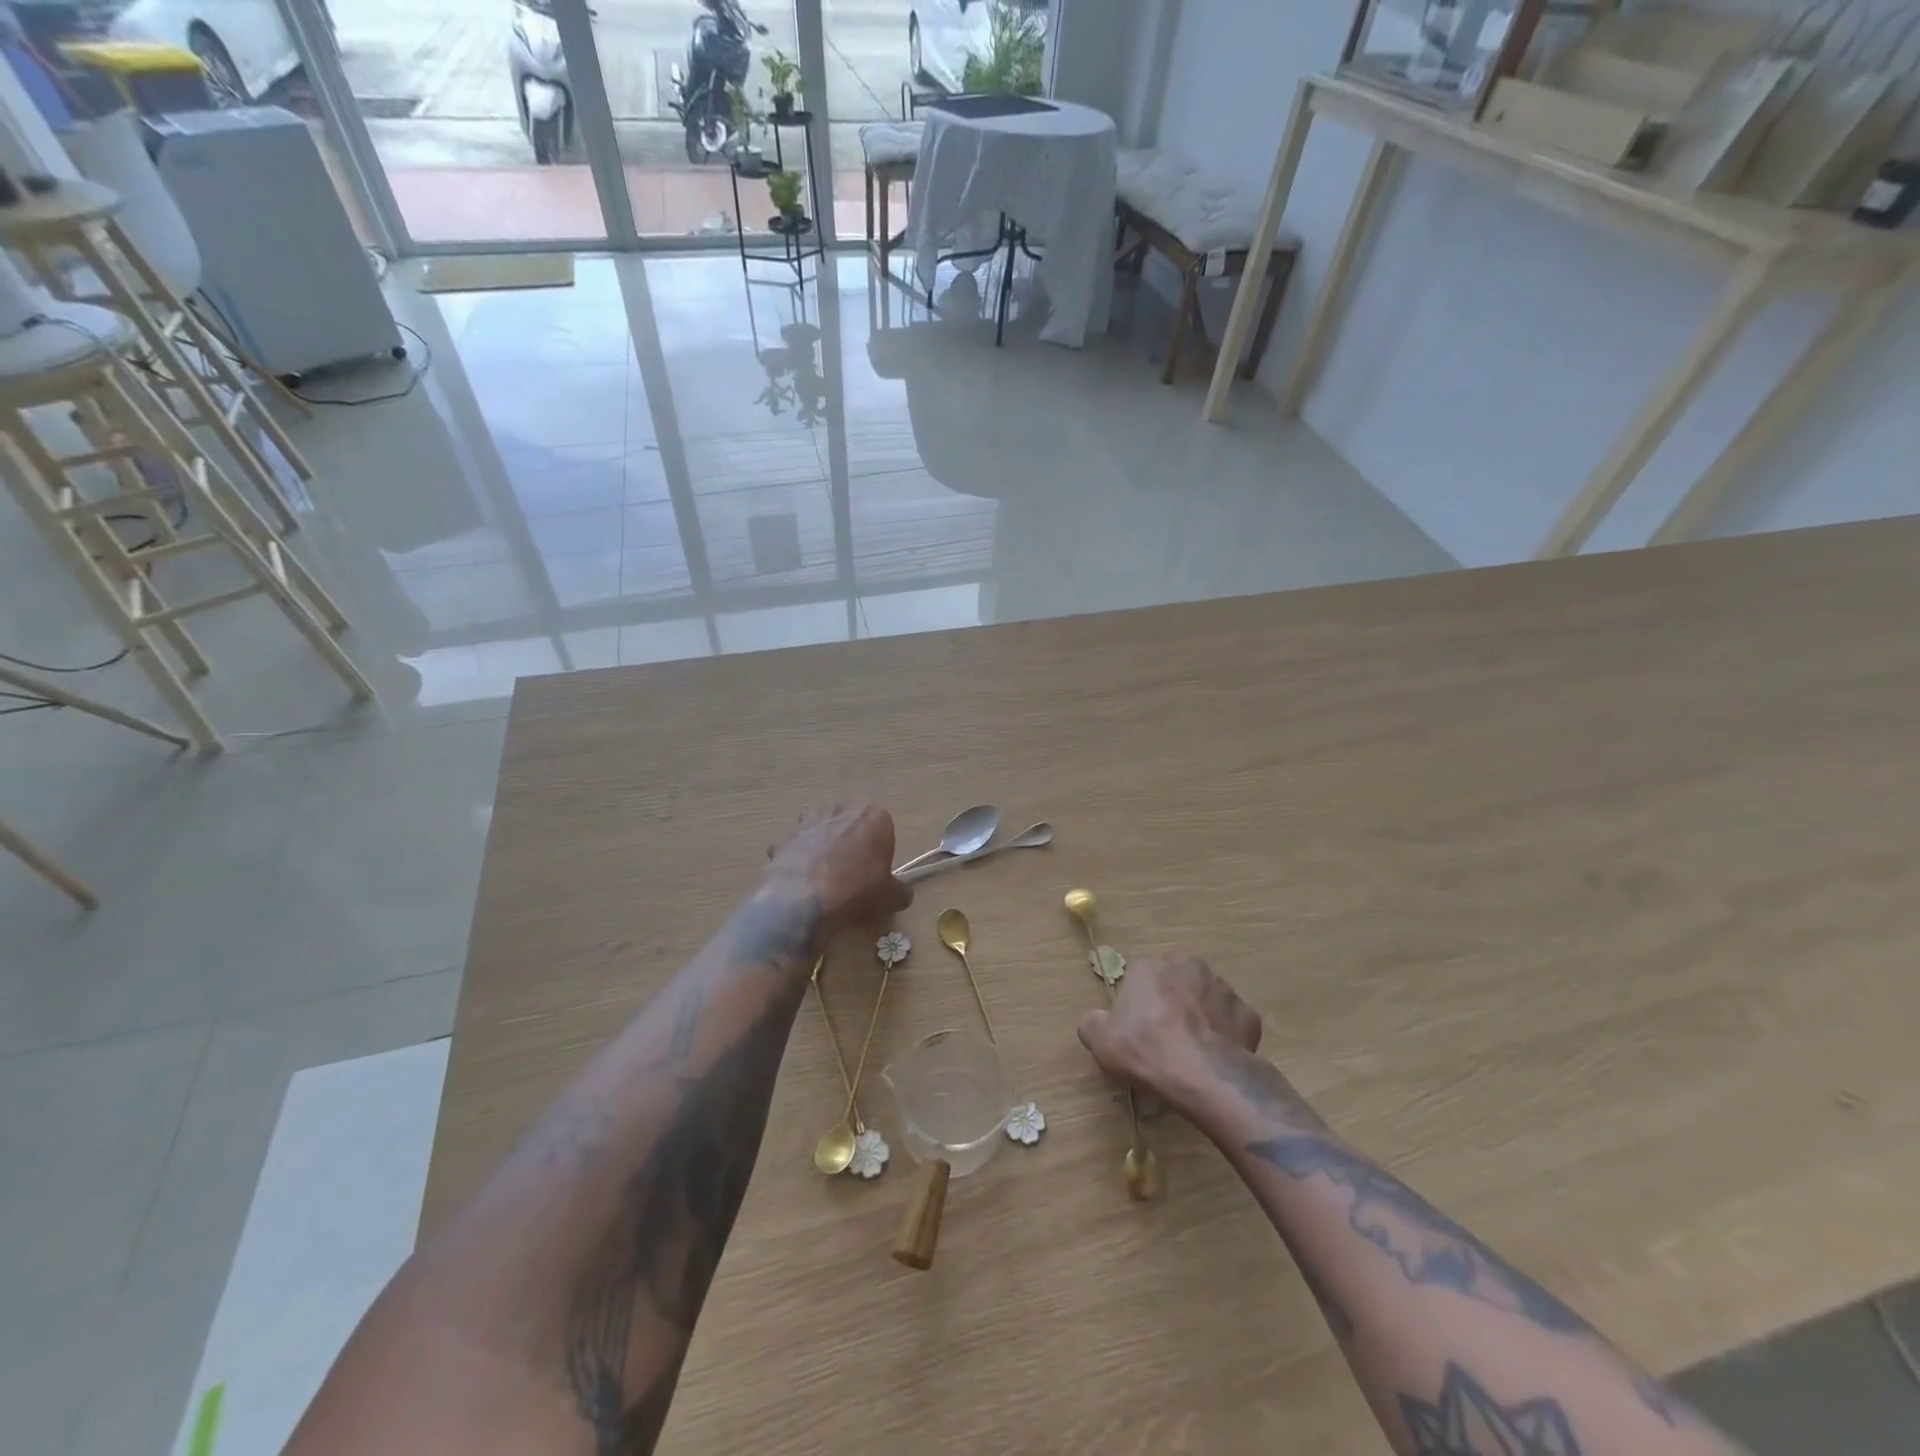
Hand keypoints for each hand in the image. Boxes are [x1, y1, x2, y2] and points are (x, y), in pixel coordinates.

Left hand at [765, 804, 911, 933]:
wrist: (806, 900)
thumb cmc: (858, 891)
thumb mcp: (891, 897)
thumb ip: (900, 890)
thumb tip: (901, 893)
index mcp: (874, 817)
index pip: (882, 825)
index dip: (879, 848)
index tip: (875, 870)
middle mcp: (842, 810)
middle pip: (849, 821)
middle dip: (850, 839)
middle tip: (850, 869)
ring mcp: (810, 821)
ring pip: (820, 827)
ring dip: (821, 842)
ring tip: (823, 872)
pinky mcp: (786, 837)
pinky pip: (795, 846)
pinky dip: (796, 859)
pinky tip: (799, 881)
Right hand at [1078, 953, 1261, 1108]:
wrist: (1204, 1075)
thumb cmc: (1146, 1049)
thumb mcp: (1100, 1041)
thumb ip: (1093, 1023)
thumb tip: (1095, 1020)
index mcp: (1149, 966)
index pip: (1139, 978)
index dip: (1137, 1005)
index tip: (1136, 1030)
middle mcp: (1187, 965)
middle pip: (1175, 982)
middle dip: (1171, 1003)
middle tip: (1165, 1038)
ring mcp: (1222, 988)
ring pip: (1206, 999)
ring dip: (1200, 1016)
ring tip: (1193, 1051)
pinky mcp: (1248, 1014)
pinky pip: (1232, 1022)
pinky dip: (1226, 1035)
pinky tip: (1217, 1057)